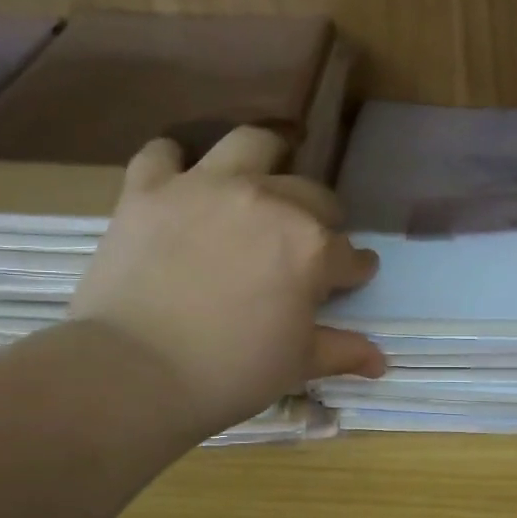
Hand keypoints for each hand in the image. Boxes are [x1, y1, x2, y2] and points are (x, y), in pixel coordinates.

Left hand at [70, 126, 384, 437]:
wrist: (136, 373)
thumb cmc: (231, 373)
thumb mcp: (297, 365)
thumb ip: (342, 351)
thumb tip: (380, 362)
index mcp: (311, 247)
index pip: (349, 254)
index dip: (355, 270)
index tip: (352, 278)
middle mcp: (267, 201)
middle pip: (312, 195)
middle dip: (322, 218)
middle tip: (306, 245)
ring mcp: (206, 187)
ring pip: (251, 144)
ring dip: (266, 159)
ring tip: (261, 182)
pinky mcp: (150, 189)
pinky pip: (164, 153)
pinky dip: (174, 164)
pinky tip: (181, 184)